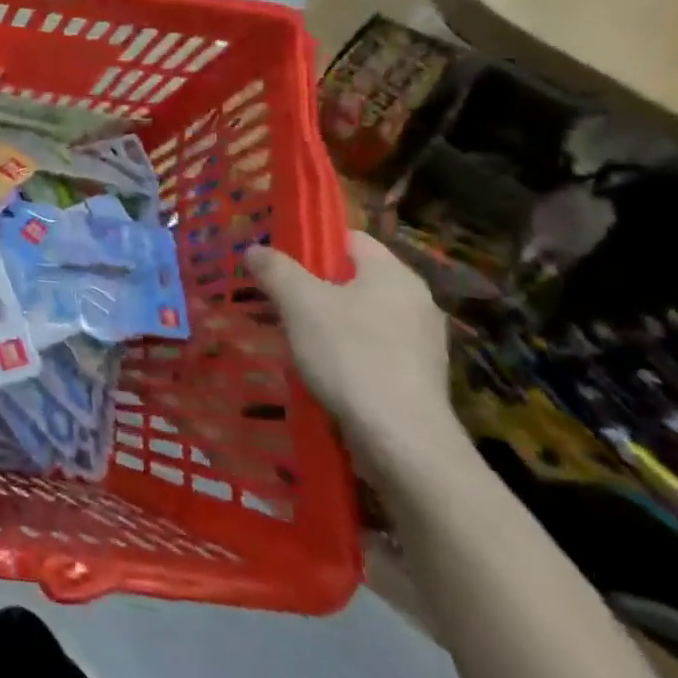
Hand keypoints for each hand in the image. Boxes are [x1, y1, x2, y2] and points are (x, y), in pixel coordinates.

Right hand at [245, 232, 459, 466]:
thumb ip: (276, 270)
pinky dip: (346, 351)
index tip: (279, 261)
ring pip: (362, 315)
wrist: (401, 439)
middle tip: (279, 299)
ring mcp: (421, 341)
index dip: (312, 243)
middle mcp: (416, 301)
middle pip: (355, 278)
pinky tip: (322, 368)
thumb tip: (256, 250)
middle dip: (315, 286)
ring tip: (294, 336)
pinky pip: (373, 348)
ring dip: (329, 321)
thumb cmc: (350, 355)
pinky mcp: (417, 376)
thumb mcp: (300, 304)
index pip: (350, 238)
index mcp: (394, 274)